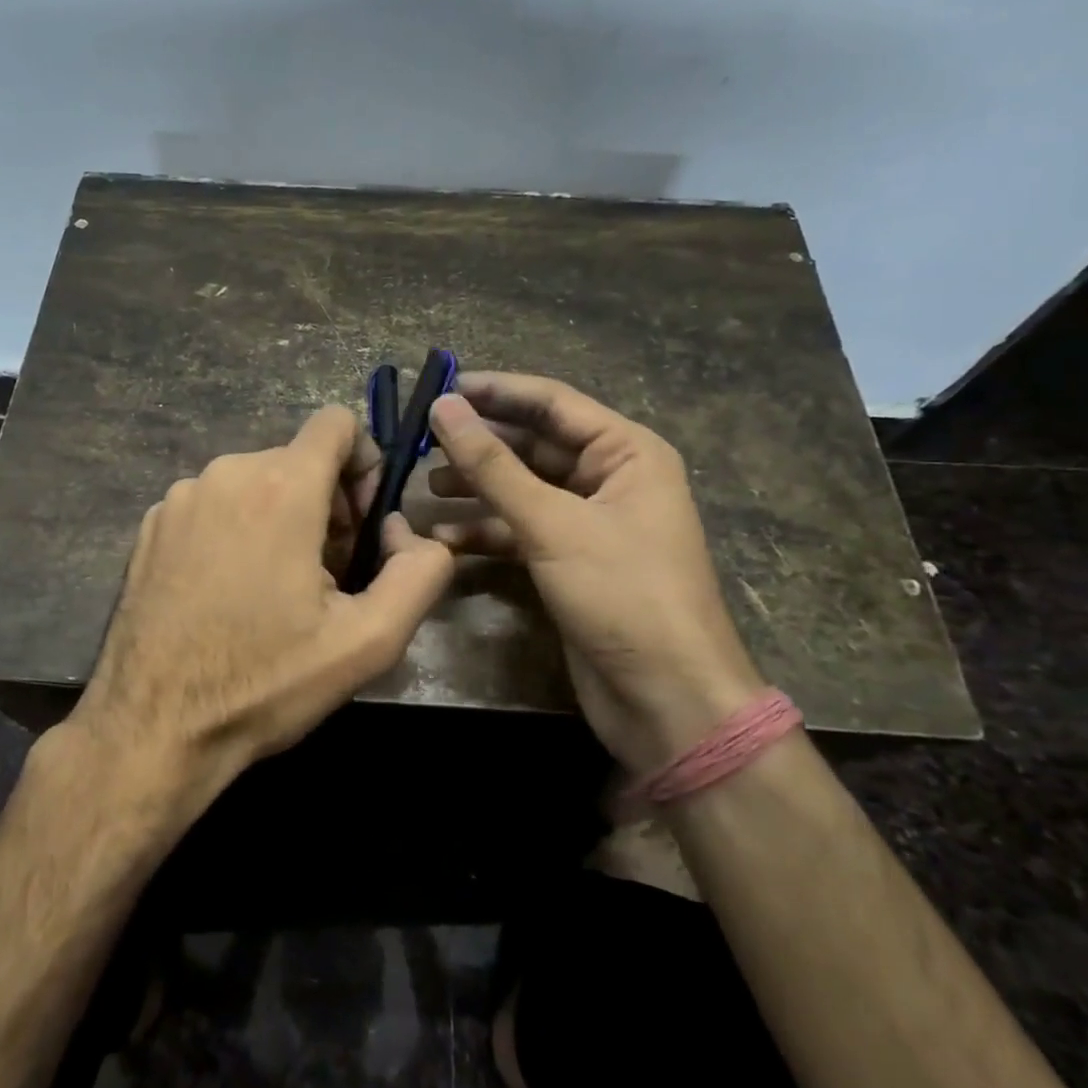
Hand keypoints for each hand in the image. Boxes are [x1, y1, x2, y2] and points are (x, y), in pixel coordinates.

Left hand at [70, 405, 454, 802]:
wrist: (153, 728)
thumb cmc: (265, 682)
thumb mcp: (369, 641)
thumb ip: (419, 572)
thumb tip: (406, 530)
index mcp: (280, 487)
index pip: (337, 423)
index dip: (364, 463)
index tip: (361, 523)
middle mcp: (225, 474)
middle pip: (298, 460)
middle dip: (326, 504)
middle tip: (326, 575)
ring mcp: (179, 498)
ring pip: (255, 483)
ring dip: (280, 519)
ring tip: (276, 591)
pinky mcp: (150, 526)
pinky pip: (213, 506)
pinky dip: (234, 531)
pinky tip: (228, 594)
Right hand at [427, 373, 764, 772]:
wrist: (667, 700)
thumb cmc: (622, 594)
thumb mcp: (553, 524)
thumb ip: (493, 465)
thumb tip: (443, 407)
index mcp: (626, 452)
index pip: (552, 402)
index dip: (495, 392)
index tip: (439, 388)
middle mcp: (610, 478)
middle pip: (533, 444)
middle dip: (480, 443)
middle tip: (421, 440)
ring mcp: (589, 522)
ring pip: (522, 488)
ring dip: (476, 487)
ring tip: (424, 486)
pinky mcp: (569, 561)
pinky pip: (520, 530)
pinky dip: (484, 531)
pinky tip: (442, 538)